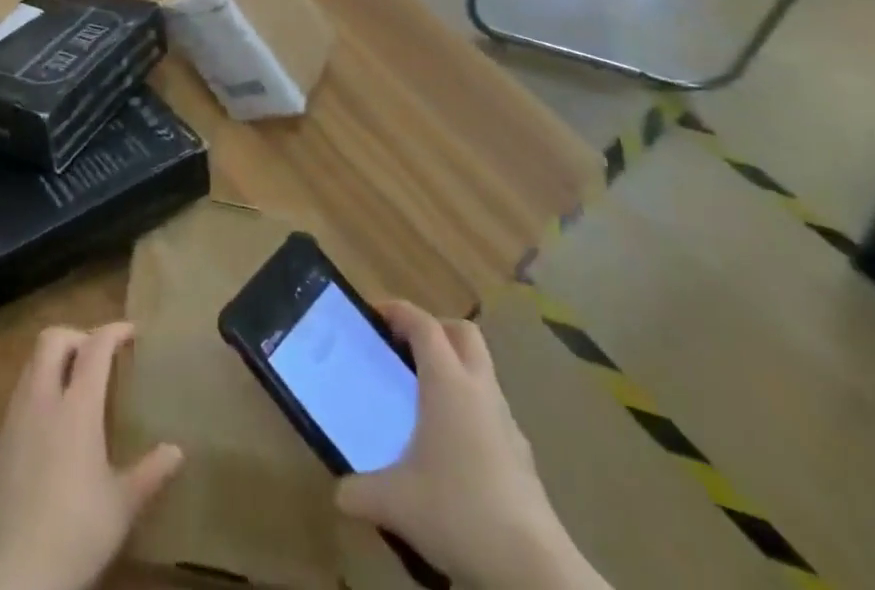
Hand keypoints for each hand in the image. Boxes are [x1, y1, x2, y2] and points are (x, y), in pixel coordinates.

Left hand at [0, 324, 184, 589]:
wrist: (11, 572)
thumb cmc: (75, 533)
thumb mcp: (121, 507)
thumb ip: (150, 473)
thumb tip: (177, 451)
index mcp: (77, 407)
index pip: (95, 347)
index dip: (113, 331)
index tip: (130, 331)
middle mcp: (42, 400)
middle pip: (53, 339)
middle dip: (76, 336)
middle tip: (97, 354)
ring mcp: (14, 419)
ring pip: (31, 365)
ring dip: (53, 362)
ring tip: (74, 385)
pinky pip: (18, 398)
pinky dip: (37, 393)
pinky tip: (49, 427)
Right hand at [336, 305, 605, 589]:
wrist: (535, 571)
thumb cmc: (459, 512)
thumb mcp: (396, 503)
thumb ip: (360, 491)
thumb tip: (339, 492)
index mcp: (448, 383)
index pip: (424, 325)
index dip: (398, 311)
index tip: (374, 315)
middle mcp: (480, 391)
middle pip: (463, 333)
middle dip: (435, 329)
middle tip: (405, 347)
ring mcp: (507, 423)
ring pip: (482, 373)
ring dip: (455, 371)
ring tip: (424, 400)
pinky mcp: (522, 458)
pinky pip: (492, 413)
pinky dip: (470, 412)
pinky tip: (452, 450)